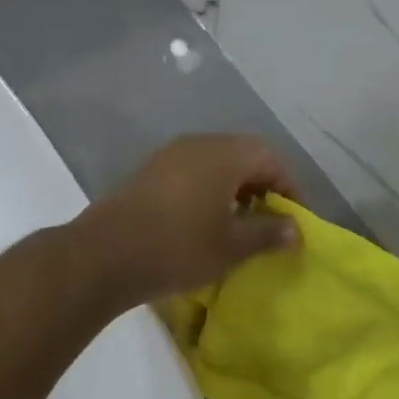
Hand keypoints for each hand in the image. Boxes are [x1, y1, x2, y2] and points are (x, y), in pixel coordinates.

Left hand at [77, 135, 301, 308]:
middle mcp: (199, 144)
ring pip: (217, 162)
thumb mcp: (230, 246)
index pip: (271, 159)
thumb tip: (294, 229)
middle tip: (270, 220)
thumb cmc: (177, 248)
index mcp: (224, 154)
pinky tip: (206, 221)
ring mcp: (170, 154)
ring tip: (241, 224)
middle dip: (263, 185)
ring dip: (235, 187)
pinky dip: (209, 189)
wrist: (104, 255)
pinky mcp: (150, 170)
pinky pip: (193, 171)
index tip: (295, 220)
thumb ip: (267, 233)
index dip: (290, 188)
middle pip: (244, 154)